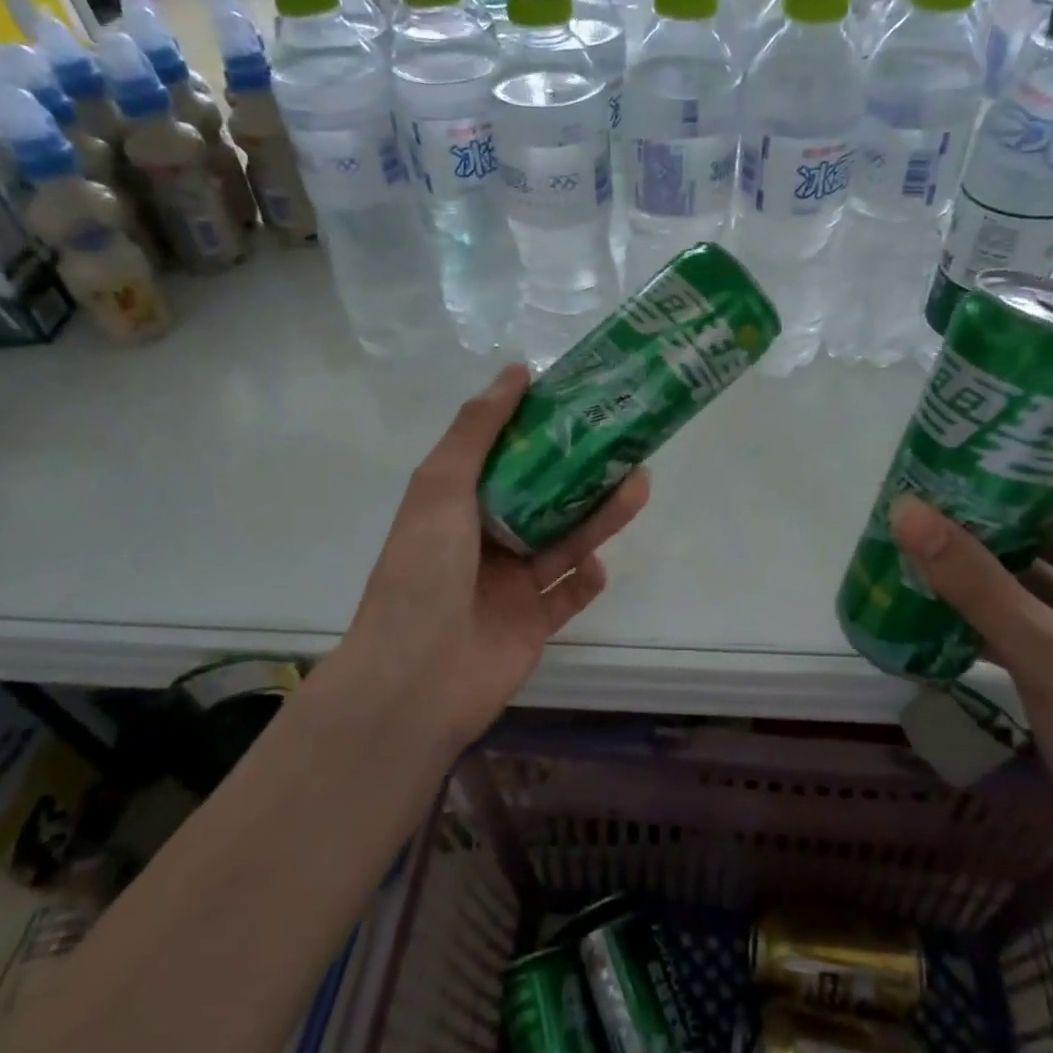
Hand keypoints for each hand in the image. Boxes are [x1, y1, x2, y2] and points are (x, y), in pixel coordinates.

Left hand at [342, 364, 649, 745]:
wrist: (414, 681)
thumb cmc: (423, 572)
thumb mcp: (441, 486)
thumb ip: (477, 429)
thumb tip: (515, 371)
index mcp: (460, 505)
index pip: (509, 457)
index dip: (544, 429)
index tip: (583, 402)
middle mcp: (486, 541)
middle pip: (547, 498)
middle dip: (586, 473)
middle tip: (629, 446)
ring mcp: (510, 586)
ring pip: (565, 542)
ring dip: (599, 518)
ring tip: (638, 487)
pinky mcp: (533, 625)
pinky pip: (567, 596)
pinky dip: (584, 581)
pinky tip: (594, 567)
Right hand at [890, 454, 1052, 895]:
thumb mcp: (1048, 654)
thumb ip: (975, 582)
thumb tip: (906, 509)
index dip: (1039, 442)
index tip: (974, 427)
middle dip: (994, 500)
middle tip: (926, 481)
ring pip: (1040, 570)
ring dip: (986, 555)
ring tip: (920, 532)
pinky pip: (1032, 613)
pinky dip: (990, 603)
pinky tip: (937, 600)